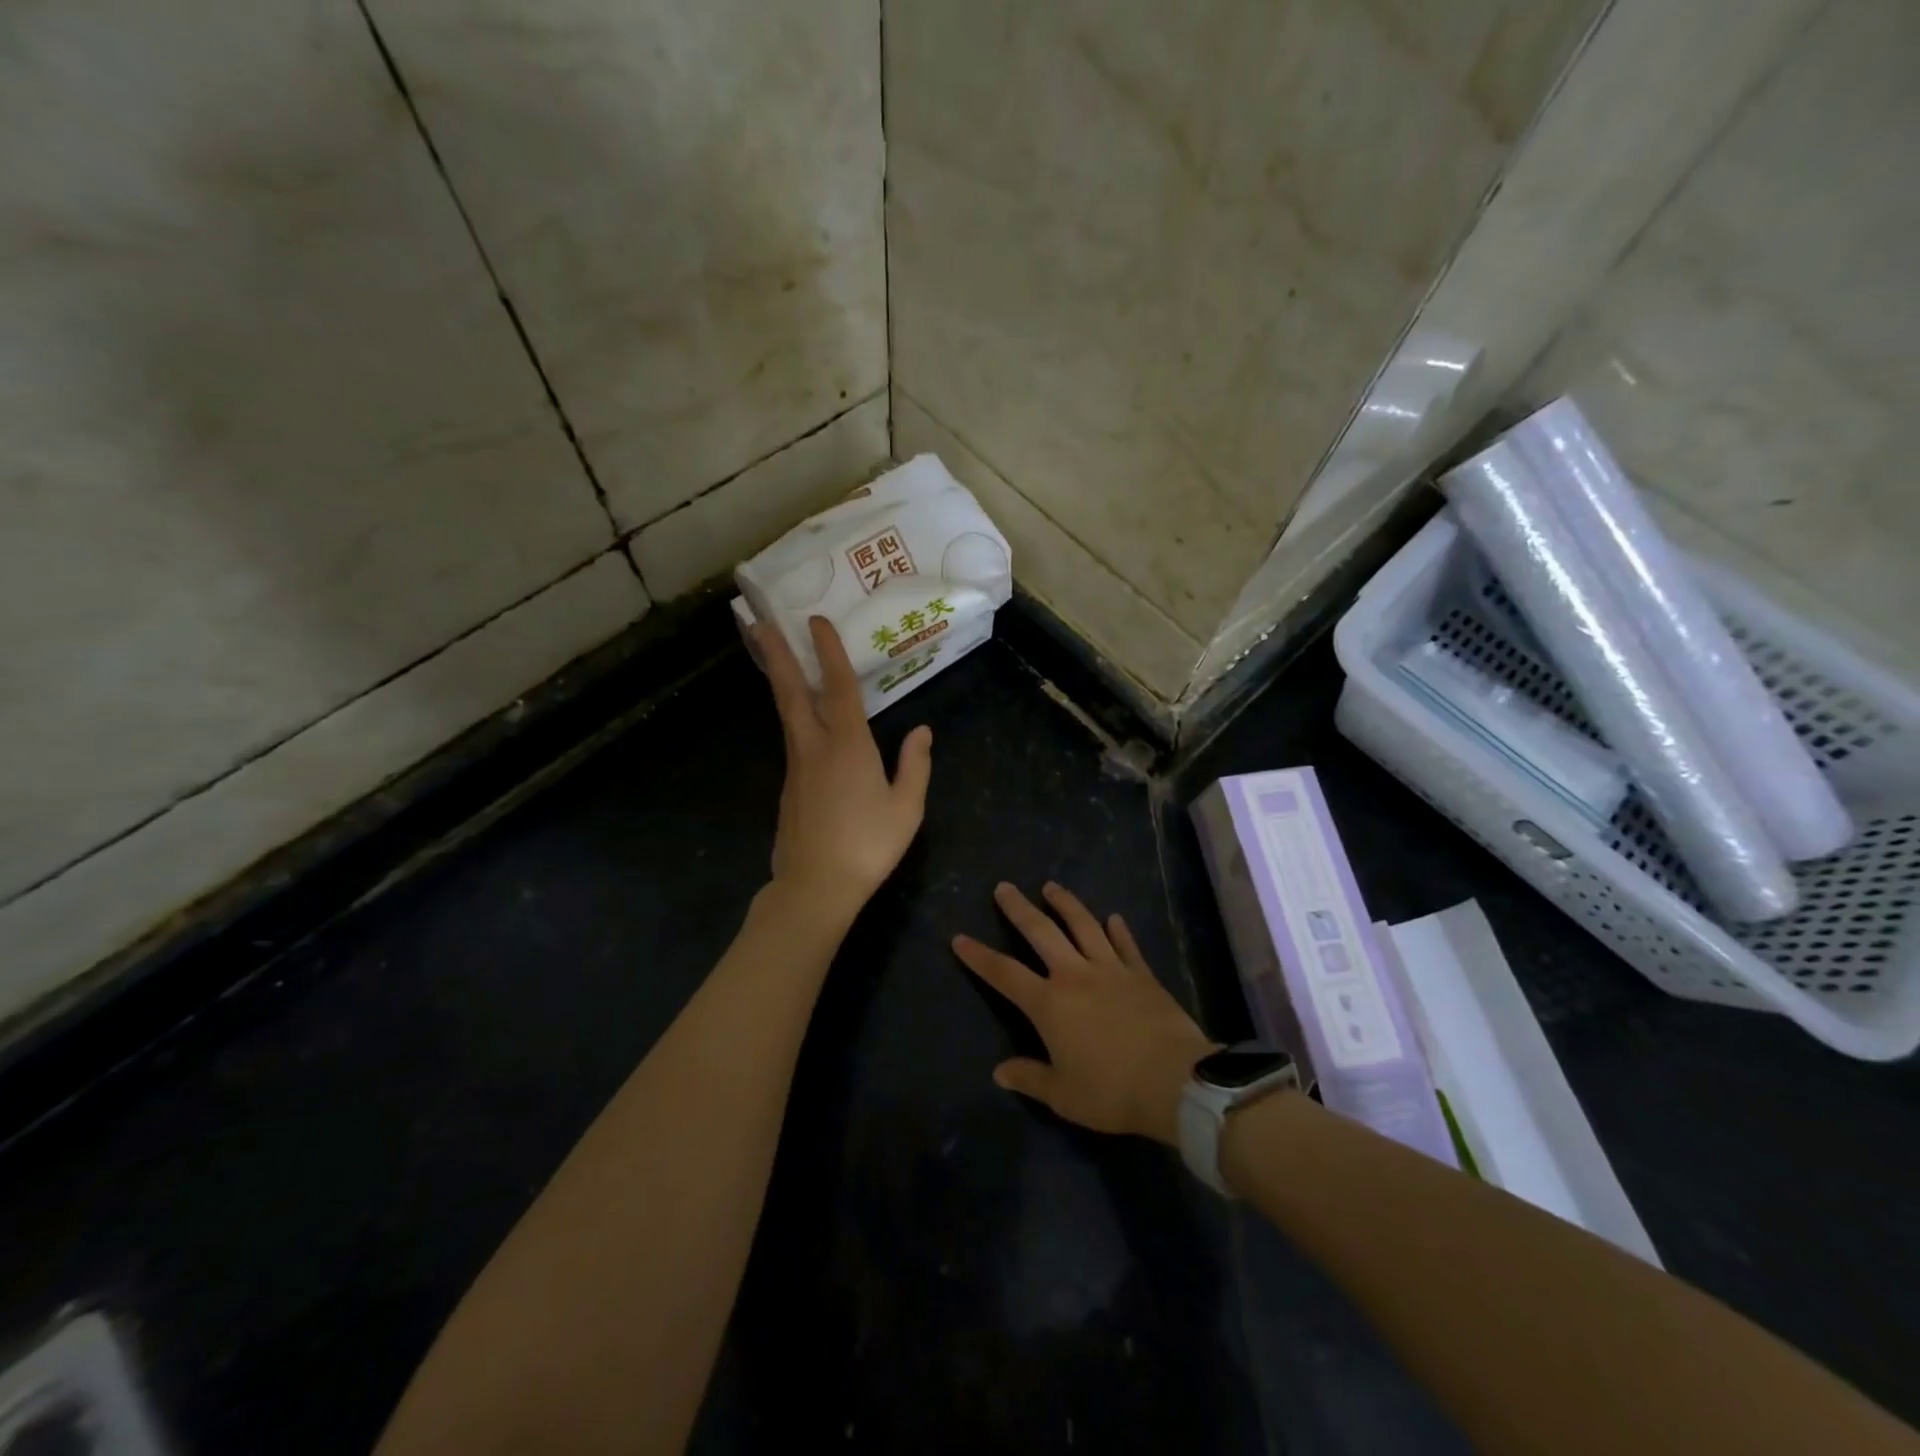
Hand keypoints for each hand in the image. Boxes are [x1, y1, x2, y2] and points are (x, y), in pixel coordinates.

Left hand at [758, 616, 932, 925]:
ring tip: (774, 657)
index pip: (837, 687)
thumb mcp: (906, 808)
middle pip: (791, 692)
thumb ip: (915, 765)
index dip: (828, 651)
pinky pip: (793, 740)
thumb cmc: (868, 846)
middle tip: (758, 624)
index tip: (816, 621)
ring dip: (780, 681)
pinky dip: (793, 717)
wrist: (815, 887)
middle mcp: (814, 747)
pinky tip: (803, 721)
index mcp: (848, 746)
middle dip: (776, 655)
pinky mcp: (789, 787)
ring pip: (787, 714)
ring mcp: (796, 767)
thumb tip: (922, 731)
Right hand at [952, 882, 1216, 1145]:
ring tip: (1051, 887)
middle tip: (1004, 887)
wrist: (1174, 1081)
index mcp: (1050, 1004)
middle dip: (1019, 909)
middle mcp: (1075, 975)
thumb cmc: (1111, 1091)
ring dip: (1065, 904)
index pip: (1005, 974)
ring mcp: (1111, 970)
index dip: (979, 956)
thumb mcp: (1063, 1095)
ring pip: (1084, 926)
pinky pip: (1126, 945)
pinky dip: (1118, 930)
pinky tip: (1113, 918)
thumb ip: (1030, 1078)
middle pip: (1041, 933)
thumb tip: (999, 1072)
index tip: (959, 938)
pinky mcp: (1142, 974)